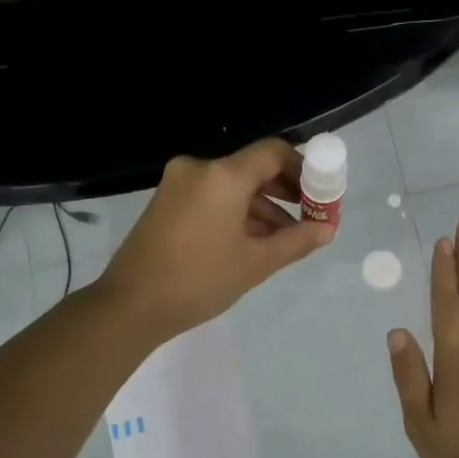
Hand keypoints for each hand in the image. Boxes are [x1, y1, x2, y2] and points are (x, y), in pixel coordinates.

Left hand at [100, 139, 334, 342]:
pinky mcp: (168, 201)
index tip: (322, 192)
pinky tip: (255, 239)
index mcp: (223, 176)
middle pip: (253, 166)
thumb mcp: (256, 263)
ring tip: (288, 236)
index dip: (304, 167)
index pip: (273, 152)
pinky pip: (213, 196)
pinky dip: (237, 211)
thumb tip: (327, 229)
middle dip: (286, 189)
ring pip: (233, 184)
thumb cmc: (199, 281)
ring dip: (263, 205)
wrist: (131, 305)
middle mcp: (199, 168)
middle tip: (311, 215)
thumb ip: (297, 241)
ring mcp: (179, 184)